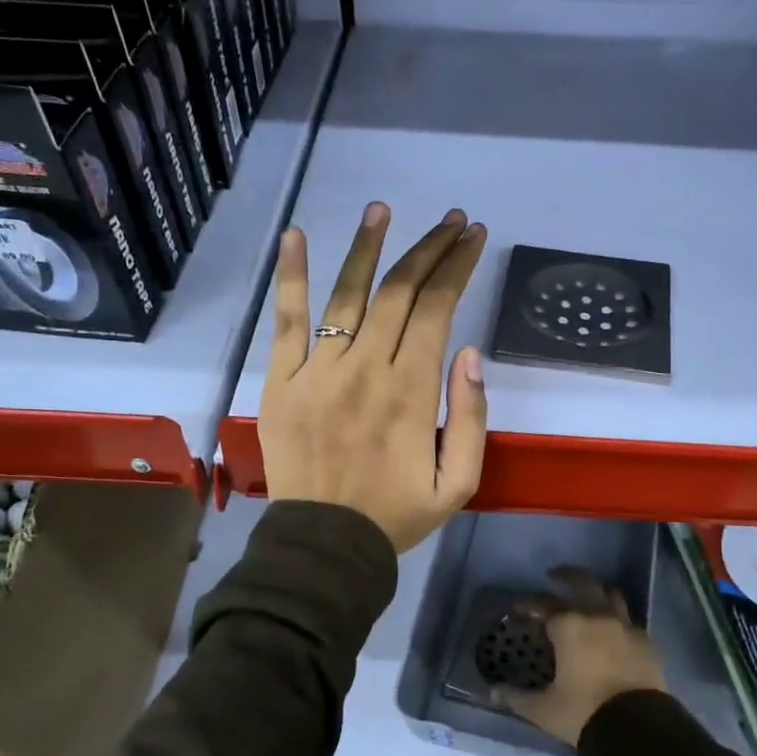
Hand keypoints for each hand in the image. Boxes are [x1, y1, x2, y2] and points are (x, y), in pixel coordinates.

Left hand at [259, 203, 487, 552]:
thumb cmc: (395, 515)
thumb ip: (471, 418)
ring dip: (368, 247)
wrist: (324, 546)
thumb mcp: (458, 483)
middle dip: (429, 249)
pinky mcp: (282, 380)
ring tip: (384, 210)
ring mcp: (318, 370)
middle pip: (400, 292)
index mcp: (411, 392)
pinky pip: (287, 321)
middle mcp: (366, 368)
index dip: (457, 267)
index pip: (437, 309)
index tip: (474, 238)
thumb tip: (469, 354)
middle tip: (451, 221)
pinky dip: (292, 276)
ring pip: (348, 294)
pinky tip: (296, 236)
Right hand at [499, 567, 667, 745]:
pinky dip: (615, 616)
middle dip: (566, 576)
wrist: (638, 729)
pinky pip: (627, 619)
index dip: (529, 604)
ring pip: (610, 594)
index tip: (519, 608)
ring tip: (587, 595)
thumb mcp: (544, 709)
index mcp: (569, 626)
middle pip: (582, 582)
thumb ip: (517, 698)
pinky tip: (610, 628)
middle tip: (554, 576)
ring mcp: (625, 626)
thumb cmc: (583, 713)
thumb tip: (493, 691)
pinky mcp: (645, 641)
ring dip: (596, 590)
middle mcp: (597, 616)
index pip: (543, 604)